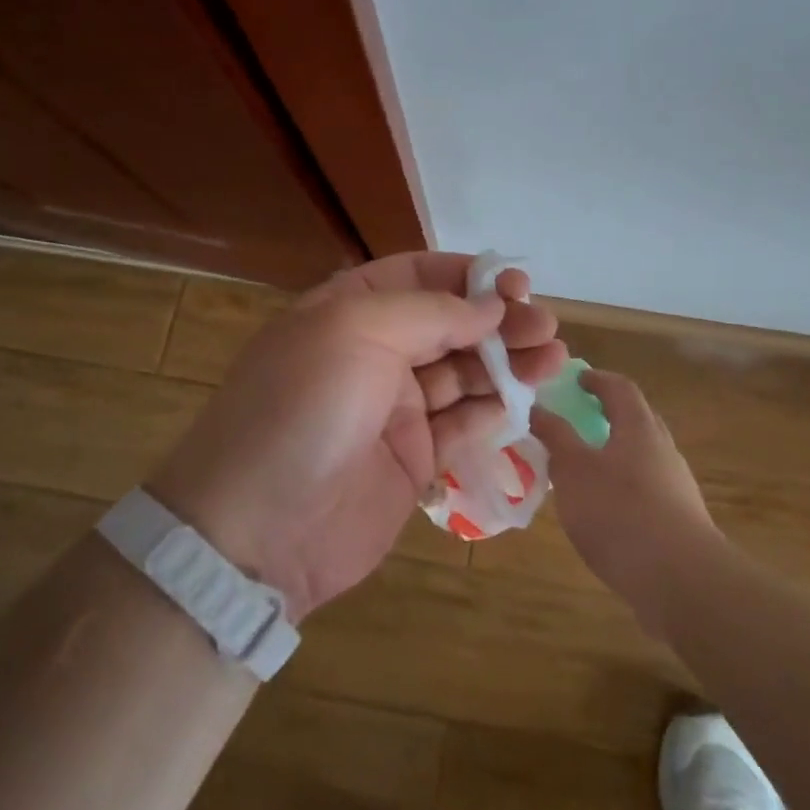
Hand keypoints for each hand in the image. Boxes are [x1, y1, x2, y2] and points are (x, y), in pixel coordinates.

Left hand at [151, 253, 566, 619]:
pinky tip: (524, 400)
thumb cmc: (303, 409)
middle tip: (545, 327)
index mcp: (348, 311)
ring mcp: (393, 410)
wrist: (257, 532)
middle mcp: (373, 354)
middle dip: (498, 322)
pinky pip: (462, 426)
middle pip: (449, 325)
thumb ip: (430, 312)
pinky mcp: (412, 461)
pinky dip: (494, 411)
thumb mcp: (355, 332)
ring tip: (552, 359)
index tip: (515, 286)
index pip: (418, 276)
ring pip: (463, 375)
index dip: (468, 277)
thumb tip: (490, 307)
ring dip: (507, 364)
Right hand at [530, 370, 721, 615]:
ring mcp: (676, 487)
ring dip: (613, 456)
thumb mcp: (573, 470)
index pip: (620, 388)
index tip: (576, 380)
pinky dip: (622, 489)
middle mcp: (663, 450)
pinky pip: (646, 491)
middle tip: (577, 421)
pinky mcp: (679, 522)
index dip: (597, 380)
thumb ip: (555, 437)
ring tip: (582, 471)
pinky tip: (603, 514)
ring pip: (641, 458)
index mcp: (639, 428)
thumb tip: (537, 408)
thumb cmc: (620, 512)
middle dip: (607, 416)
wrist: (681, 581)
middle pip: (636, 420)